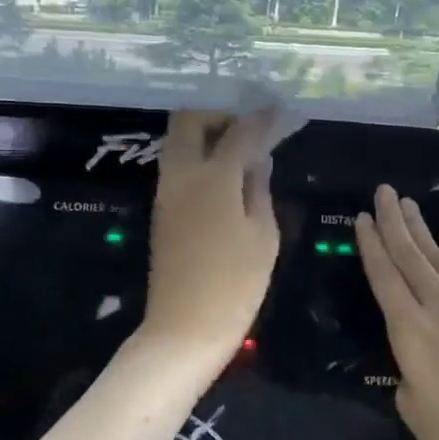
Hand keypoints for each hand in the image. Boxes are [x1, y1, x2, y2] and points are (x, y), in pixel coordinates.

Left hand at [139, 110, 281, 368]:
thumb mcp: (262, 236)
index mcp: (213, 178)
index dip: (261, 118)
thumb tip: (258, 161)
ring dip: (205, 134)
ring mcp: (166, 192)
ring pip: (178, 141)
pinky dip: (198, 156)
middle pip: (189, 121)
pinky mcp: (161, 210)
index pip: (239, 131)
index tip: (277, 110)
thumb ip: (259, 190)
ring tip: (239, 150)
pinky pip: (177, 165)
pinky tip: (224, 174)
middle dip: (219, 114)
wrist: (183, 330)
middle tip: (247, 128)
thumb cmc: (234, 285)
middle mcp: (182, 175)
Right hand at [356, 185, 438, 439]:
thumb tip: (416, 365)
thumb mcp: (415, 410)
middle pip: (411, 255)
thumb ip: (408, 377)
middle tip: (384, 191)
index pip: (384, 276)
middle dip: (394, 221)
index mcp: (410, 330)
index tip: (362, 216)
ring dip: (422, 230)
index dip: (371, 244)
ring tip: (409, 204)